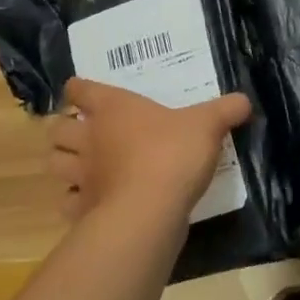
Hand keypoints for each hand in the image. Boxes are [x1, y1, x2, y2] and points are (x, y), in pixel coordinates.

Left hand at [47, 78, 250, 228]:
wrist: (150, 210)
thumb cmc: (173, 153)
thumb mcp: (208, 125)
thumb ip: (226, 110)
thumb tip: (245, 101)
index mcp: (112, 108)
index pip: (80, 89)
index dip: (79, 90)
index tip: (82, 93)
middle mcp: (90, 137)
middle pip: (56, 128)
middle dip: (62, 129)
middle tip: (80, 133)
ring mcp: (82, 175)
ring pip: (53, 163)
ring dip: (61, 162)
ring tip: (78, 165)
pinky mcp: (83, 209)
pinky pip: (66, 203)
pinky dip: (72, 202)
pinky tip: (88, 202)